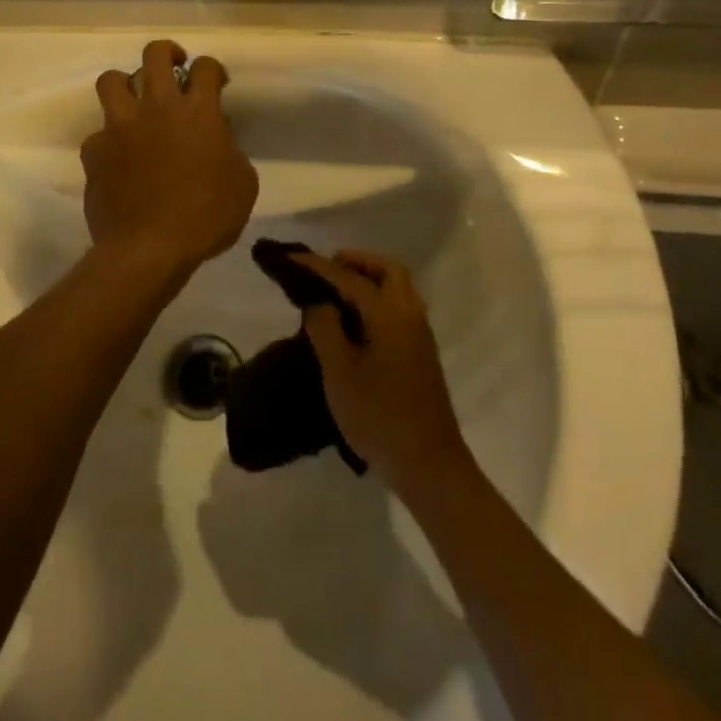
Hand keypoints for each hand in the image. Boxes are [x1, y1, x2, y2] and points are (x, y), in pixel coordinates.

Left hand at [82, 40, 258, 276]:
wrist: (148, 248)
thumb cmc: (206, 217)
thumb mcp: (242, 184)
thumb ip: (230, 151)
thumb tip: (218, 140)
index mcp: (197, 112)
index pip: (205, 67)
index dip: (212, 68)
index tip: (216, 83)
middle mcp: (156, 107)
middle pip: (154, 55)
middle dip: (167, 52)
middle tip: (175, 66)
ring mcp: (120, 126)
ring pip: (111, 80)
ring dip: (125, 84)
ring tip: (134, 100)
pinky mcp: (95, 151)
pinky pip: (98, 133)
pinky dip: (109, 140)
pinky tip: (118, 157)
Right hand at [293, 250, 469, 487]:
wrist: (428, 464)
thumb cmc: (379, 417)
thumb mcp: (339, 373)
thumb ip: (325, 329)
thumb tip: (319, 303)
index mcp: (389, 314)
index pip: (349, 278)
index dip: (318, 265)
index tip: (291, 255)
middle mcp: (410, 315)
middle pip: (388, 270)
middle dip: (356, 261)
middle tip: (326, 268)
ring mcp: (420, 334)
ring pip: (398, 288)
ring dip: (370, 278)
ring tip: (336, 291)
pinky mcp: (421, 353)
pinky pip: (400, 306)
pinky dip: (379, 297)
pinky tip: (357, 319)